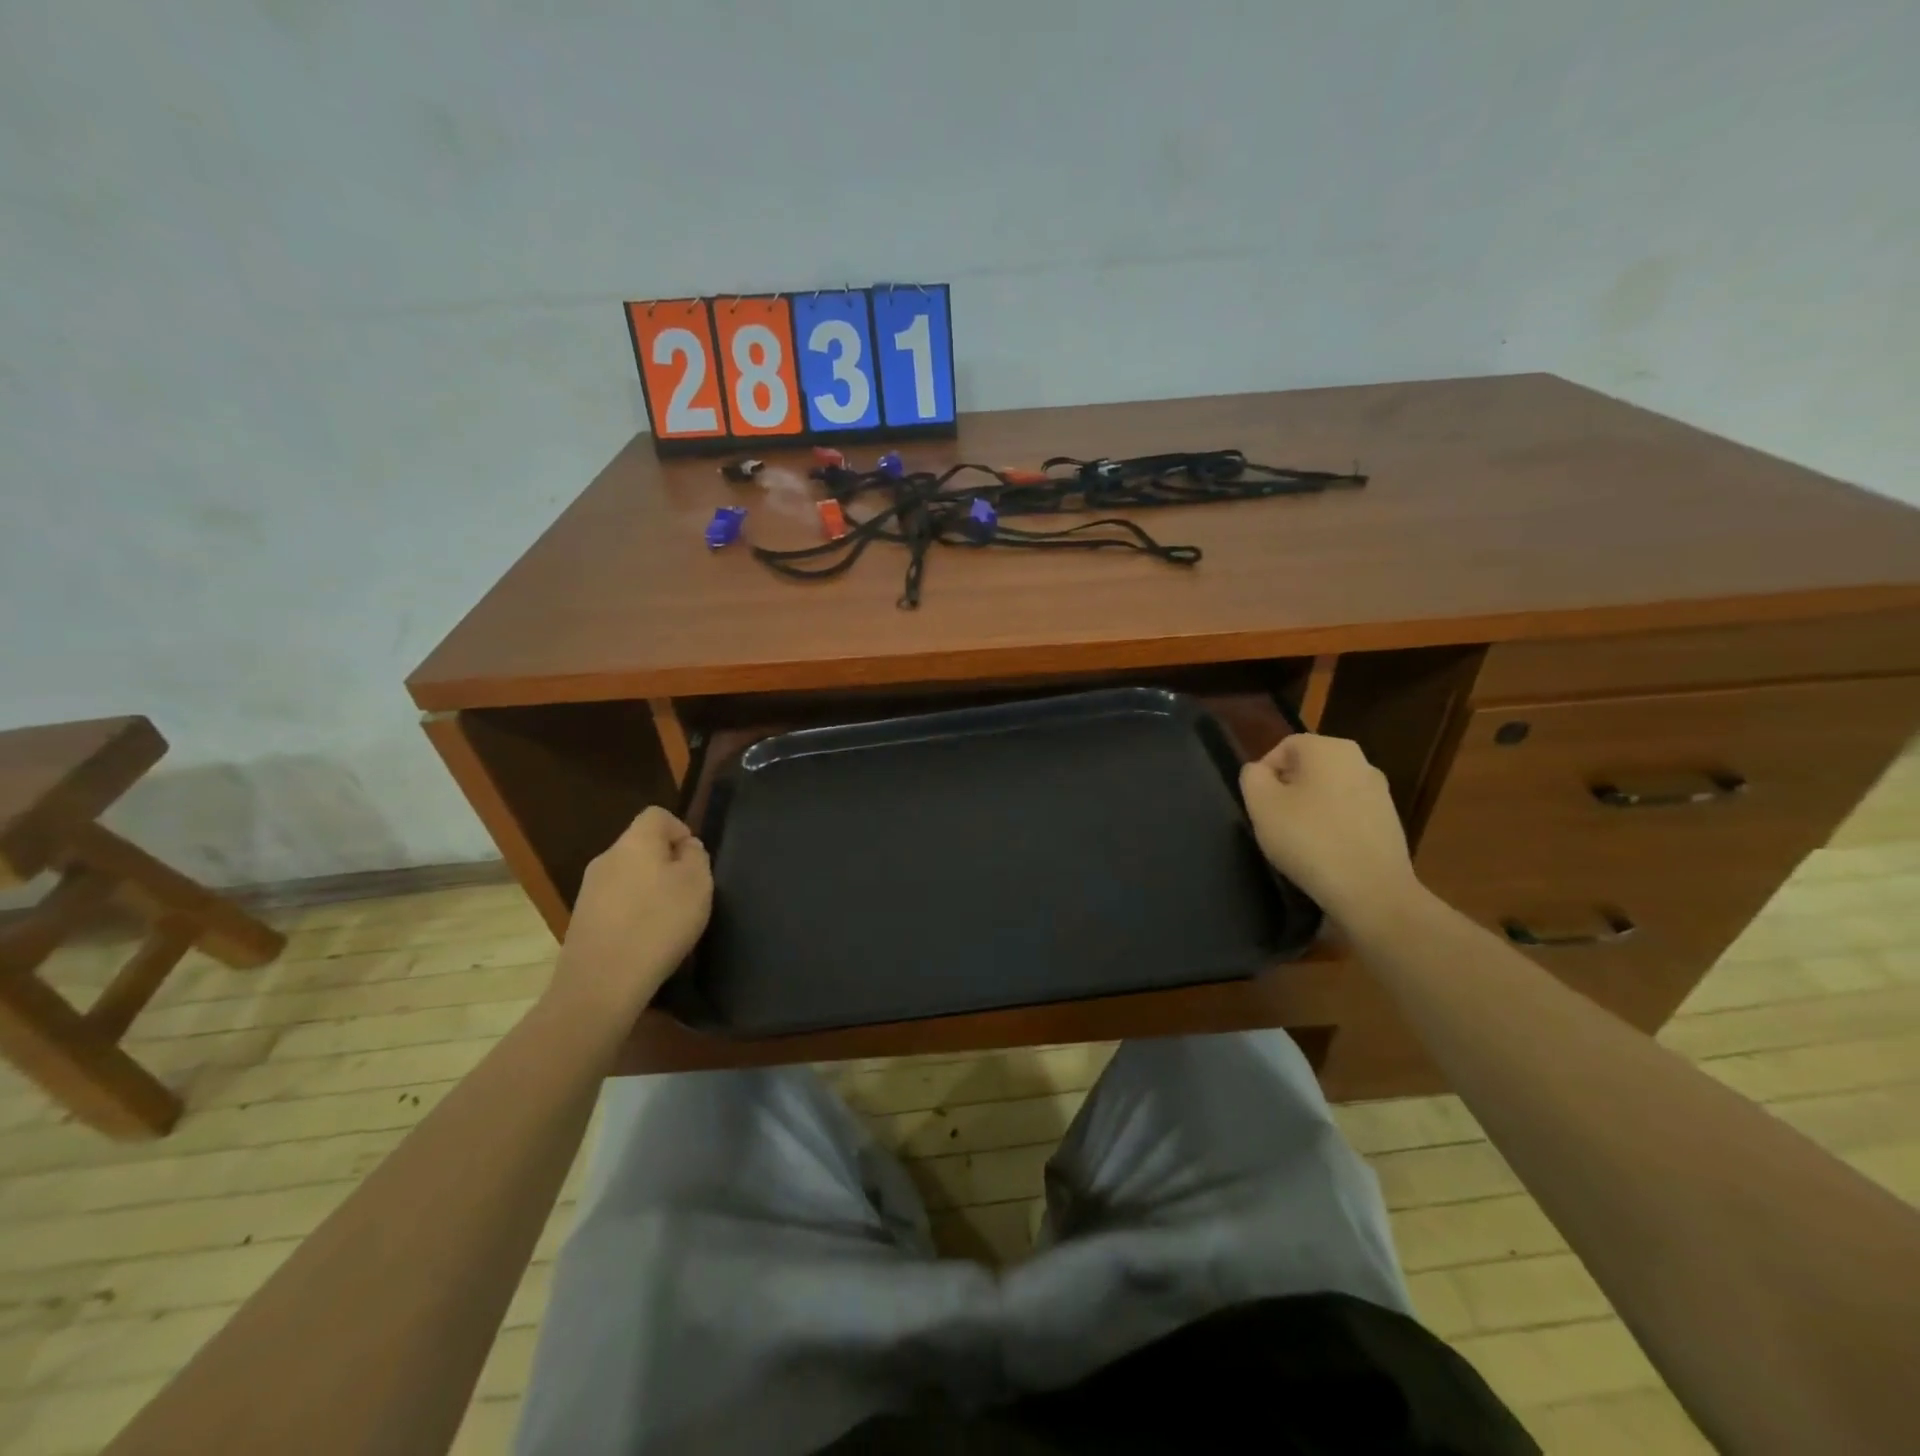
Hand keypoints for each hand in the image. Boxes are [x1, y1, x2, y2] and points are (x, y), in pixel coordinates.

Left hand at [548, 807, 712, 1020]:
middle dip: (666, 863)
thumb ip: (696, 857)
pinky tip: (645, 940)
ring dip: (650, 890)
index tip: (695, 860)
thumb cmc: (658, 924)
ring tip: (668, 921)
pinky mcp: (582, 919)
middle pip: (641, 846)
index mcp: (635, 842)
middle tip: (687, 893)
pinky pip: (616, 903)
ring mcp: (589, 890)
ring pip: (628, 876)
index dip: (681, 829)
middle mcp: (607, 858)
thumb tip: (685, 848)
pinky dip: (633, 913)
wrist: (601, 983)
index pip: (657, 815)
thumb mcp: (697, 884)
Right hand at [1240, 733, 1425, 934]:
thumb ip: (1252, 777)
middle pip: (1309, 768)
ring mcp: (1380, 792)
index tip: (1258, 804)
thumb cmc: (1309, 839)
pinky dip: (1332, 826)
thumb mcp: (1261, 804)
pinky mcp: (1390, 821)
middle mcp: (1360, 761)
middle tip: (1273, 821)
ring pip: (1329, 791)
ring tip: (1298, 840)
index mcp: (1328, 748)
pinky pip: (1348, 814)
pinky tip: (1324, 853)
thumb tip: (1260, 771)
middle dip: (1287, 790)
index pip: (1284, 747)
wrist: (1372, 890)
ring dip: (1310, 809)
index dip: (1264, 774)